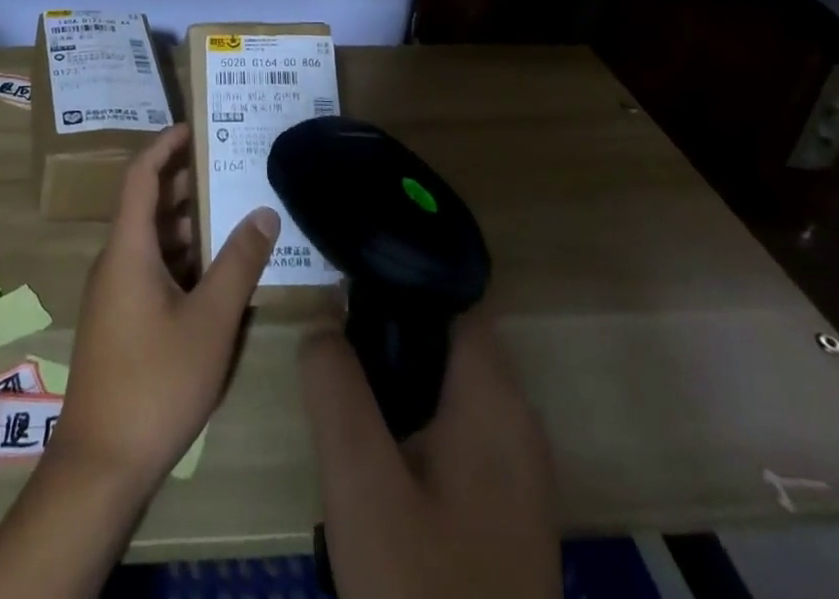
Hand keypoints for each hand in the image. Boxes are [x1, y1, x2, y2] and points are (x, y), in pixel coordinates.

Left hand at [51, 122, 277, 493]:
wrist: (101, 464)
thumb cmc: (156, 382)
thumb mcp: (210, 322)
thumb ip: (238, 263)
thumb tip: (264, 211)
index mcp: (128, 248)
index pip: (140, 176)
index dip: (164, 146)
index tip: (194, 127)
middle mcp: (116, 260)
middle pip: (148, 205)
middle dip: (186, 182)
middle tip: (229, 166)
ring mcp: (115, 292)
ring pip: (153, 240)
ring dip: (188, 223)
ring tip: (233, 210)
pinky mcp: (121, 319)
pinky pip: (152, 268)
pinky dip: (182, 257)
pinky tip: (217, 270)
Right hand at [301, 303, 558, 598]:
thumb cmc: (422, 588)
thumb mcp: (359, 480)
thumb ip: (335, 385)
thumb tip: (322, 322)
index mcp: (495, 400)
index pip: (452, 296)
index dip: (399, 274)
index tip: (344, 273)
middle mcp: (516, 422)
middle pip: (445, 337)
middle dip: (385, 327)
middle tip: (328, 336)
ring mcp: (515, 469)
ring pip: (445, 385)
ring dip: (394, 375)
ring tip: (339, 384)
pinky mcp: (502, 506)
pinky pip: (451, 428)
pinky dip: (410, 416)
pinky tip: (371, 448)